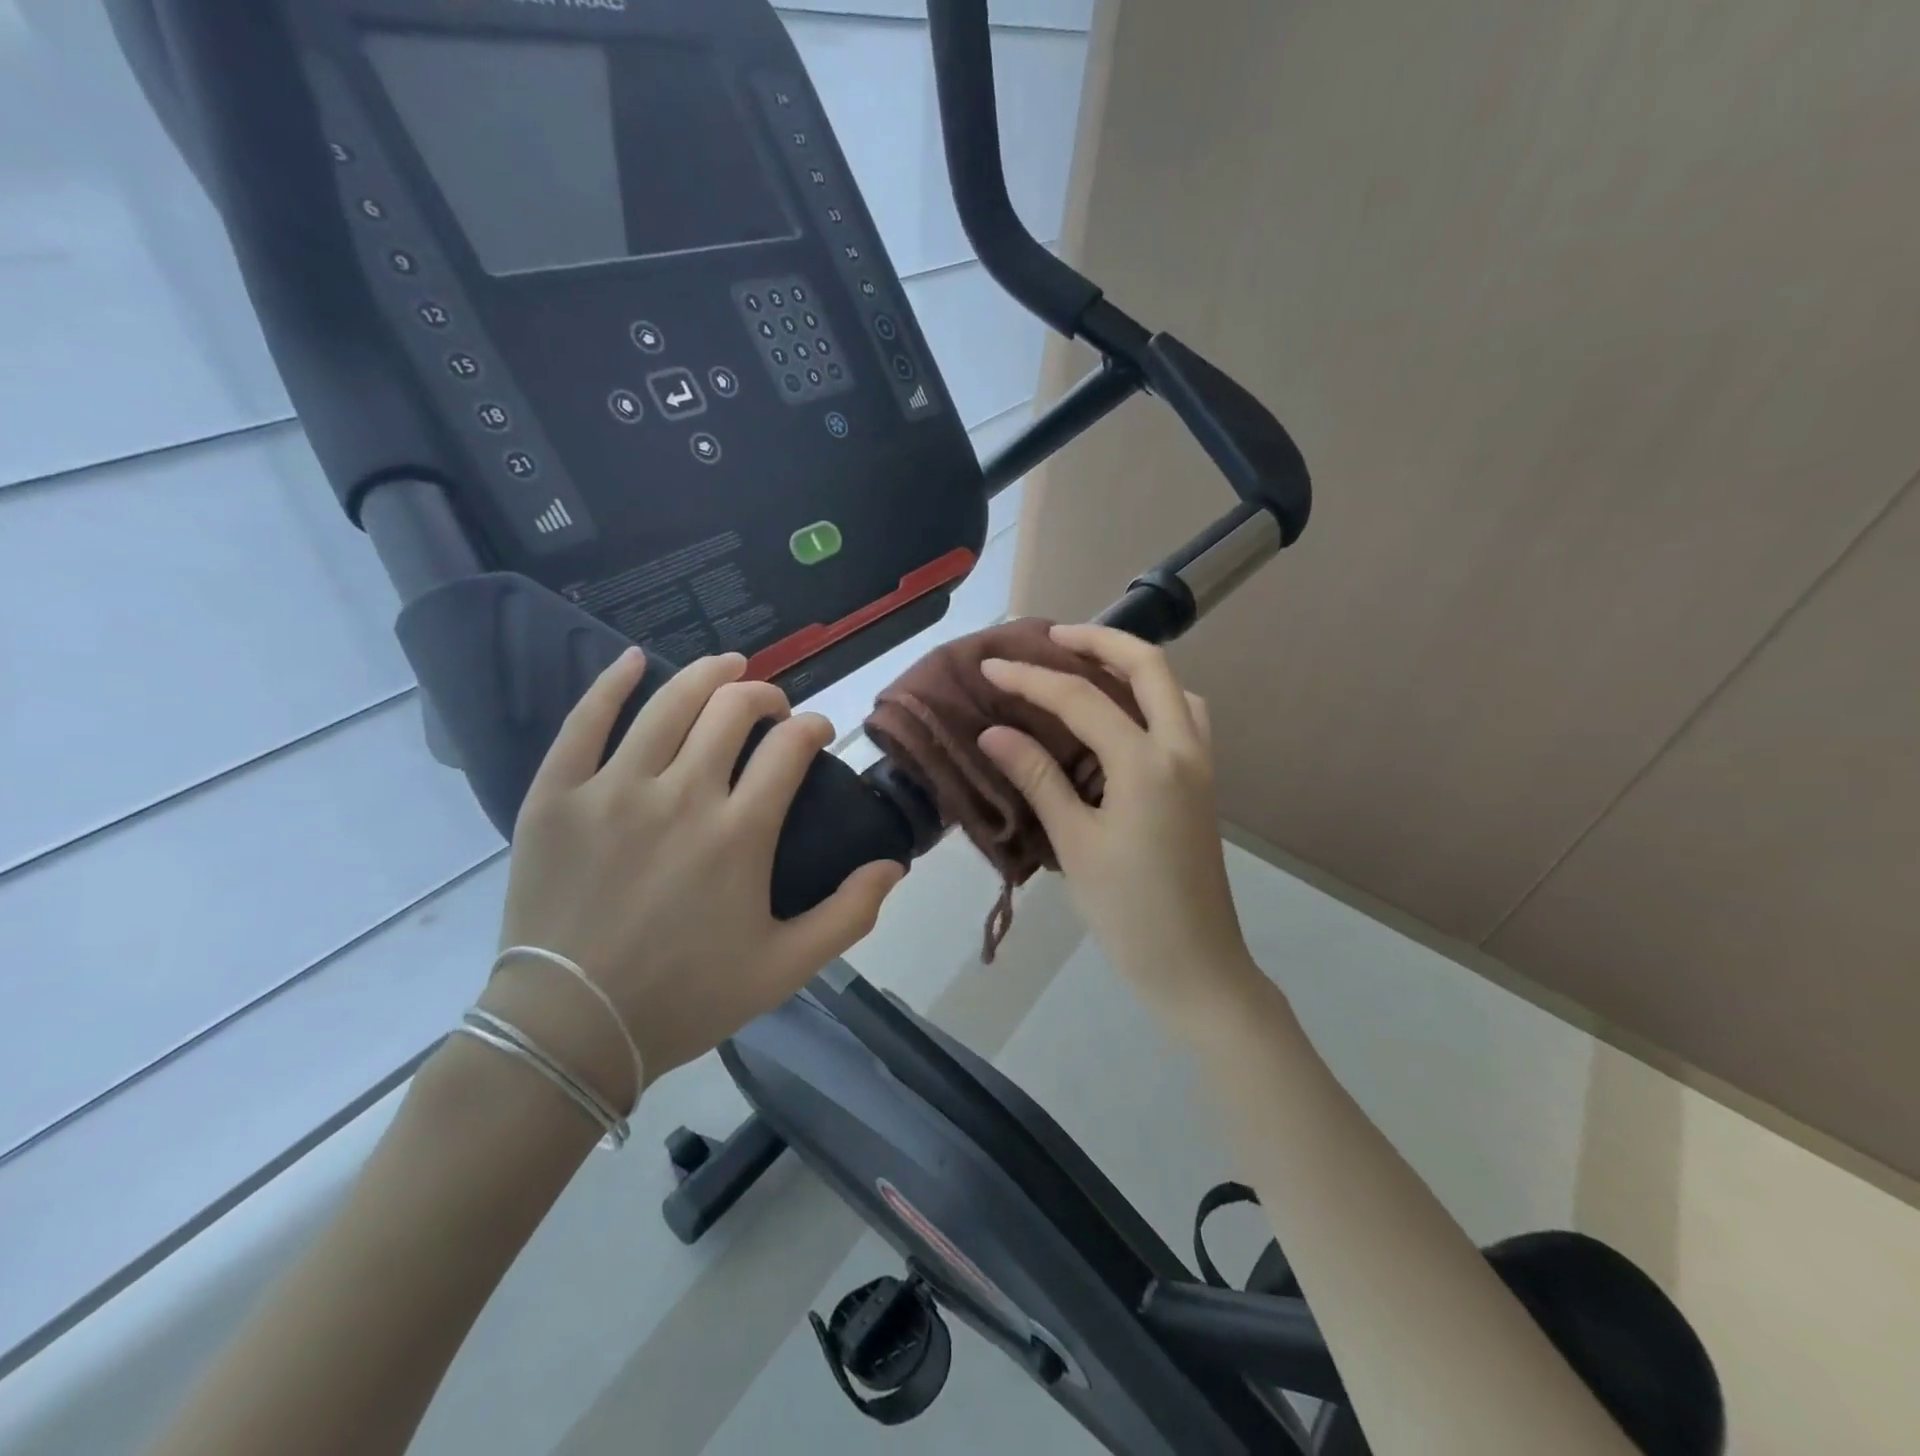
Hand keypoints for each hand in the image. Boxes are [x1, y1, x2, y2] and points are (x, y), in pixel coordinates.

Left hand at [485, 649, 902, 1107]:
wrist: (570, 1031)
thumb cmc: (685, 998)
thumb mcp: (785, 968)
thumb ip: (850, 914)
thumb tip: (894, 865)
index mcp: (740, 832)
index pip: (790, 747)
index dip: (812, 727)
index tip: (817, 733)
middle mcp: (681, 795)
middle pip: (733, 709)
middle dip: (764, 695)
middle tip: (772, 706)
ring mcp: (613, 789)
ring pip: (669, 703)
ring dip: (707, 674)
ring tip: (727, 666)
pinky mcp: (557, 796)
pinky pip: (583, 722)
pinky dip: (611, 683)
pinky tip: (633, 659)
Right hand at [978, 625, 1260, 1030]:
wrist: (1195, 966)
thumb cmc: (1129, 911)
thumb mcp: (1075, 842)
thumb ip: (1038, 778)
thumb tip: (994, 731)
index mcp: (1147, 762)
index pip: (1081, 699)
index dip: (1031, 678)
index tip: (990, 666)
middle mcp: (1182, 749)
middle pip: (1148, 666)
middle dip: (1099, 640)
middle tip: (1051, 637)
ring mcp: (1201, 765)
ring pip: (1175, 688)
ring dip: (1132, 666)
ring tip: (1086, 667)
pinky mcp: (1203, 784)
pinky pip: (1182, 718)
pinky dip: (1152, 699)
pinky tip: (1121, 720)